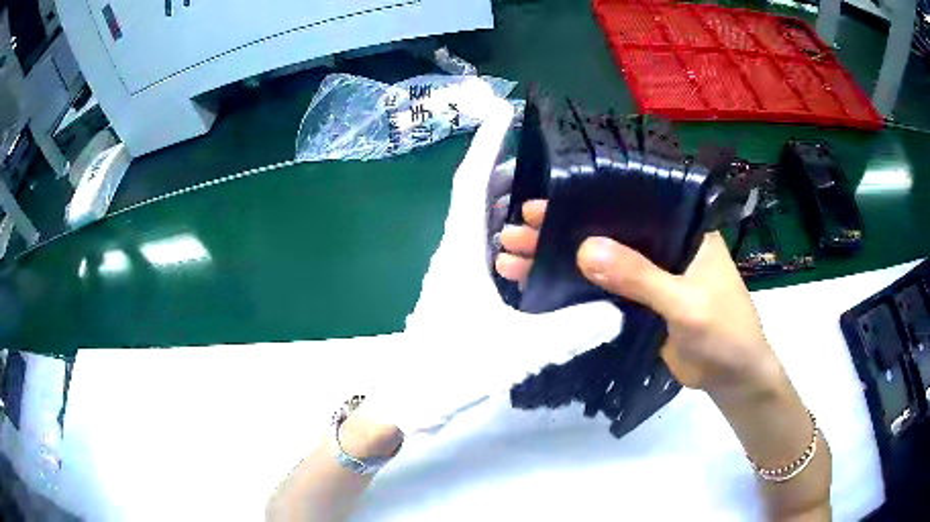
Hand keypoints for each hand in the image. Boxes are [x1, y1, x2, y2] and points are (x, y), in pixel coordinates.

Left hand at [362, 101, 621, 435]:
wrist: (412, 401)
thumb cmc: (453, 370)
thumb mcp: (520, 350)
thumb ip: (573, 330)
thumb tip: (618, 310)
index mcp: (460, 253)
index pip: (472, 183)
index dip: (487, 143)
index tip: (502, 111)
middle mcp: (453, 254)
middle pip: (475, 197)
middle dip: (503, 171)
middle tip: (542, 164)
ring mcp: (452, 274)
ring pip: (477, 224)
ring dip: (503, 204)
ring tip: (542, 200)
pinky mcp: (457, 293)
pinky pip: (480, 250)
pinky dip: (502, 237)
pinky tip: (529, 251)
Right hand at [497, 200, 780, 394]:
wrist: (732, 378)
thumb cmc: (725, 333)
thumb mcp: (687, 304)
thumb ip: (641, 277)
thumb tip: (584, 250)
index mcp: (683, 230)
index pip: (631, 204)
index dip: (586, 201)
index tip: (542, 204)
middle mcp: (664, 245)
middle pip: (606, 232)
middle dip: (559, 232)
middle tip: (514, 232)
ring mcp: (650, 275)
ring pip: (599, 262)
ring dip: (559, 261)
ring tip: (511, 259)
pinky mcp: (640, 304)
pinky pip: (602, 290)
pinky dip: (573, 289)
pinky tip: (540, 287)